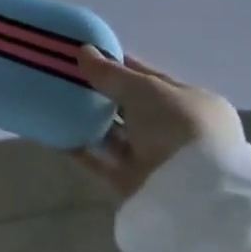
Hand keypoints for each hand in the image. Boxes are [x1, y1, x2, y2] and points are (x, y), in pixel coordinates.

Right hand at [73, 48, 244, 203]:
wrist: (194, 200)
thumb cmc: (179, 129)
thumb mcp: (144, 89)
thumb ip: (110, 72)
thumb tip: (83, 51)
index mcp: (192, 103)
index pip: (150, 77)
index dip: (118, 63)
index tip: (85, 53)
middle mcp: (178, 132)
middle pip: (132, 106)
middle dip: (101, 92)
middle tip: (64, 76)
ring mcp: (157, 161)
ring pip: (116, 134)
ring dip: (89, 120)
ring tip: (56, 101)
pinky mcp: (135, 186)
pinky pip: (102, 161)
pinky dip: (81, 148)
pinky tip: (57, 134)